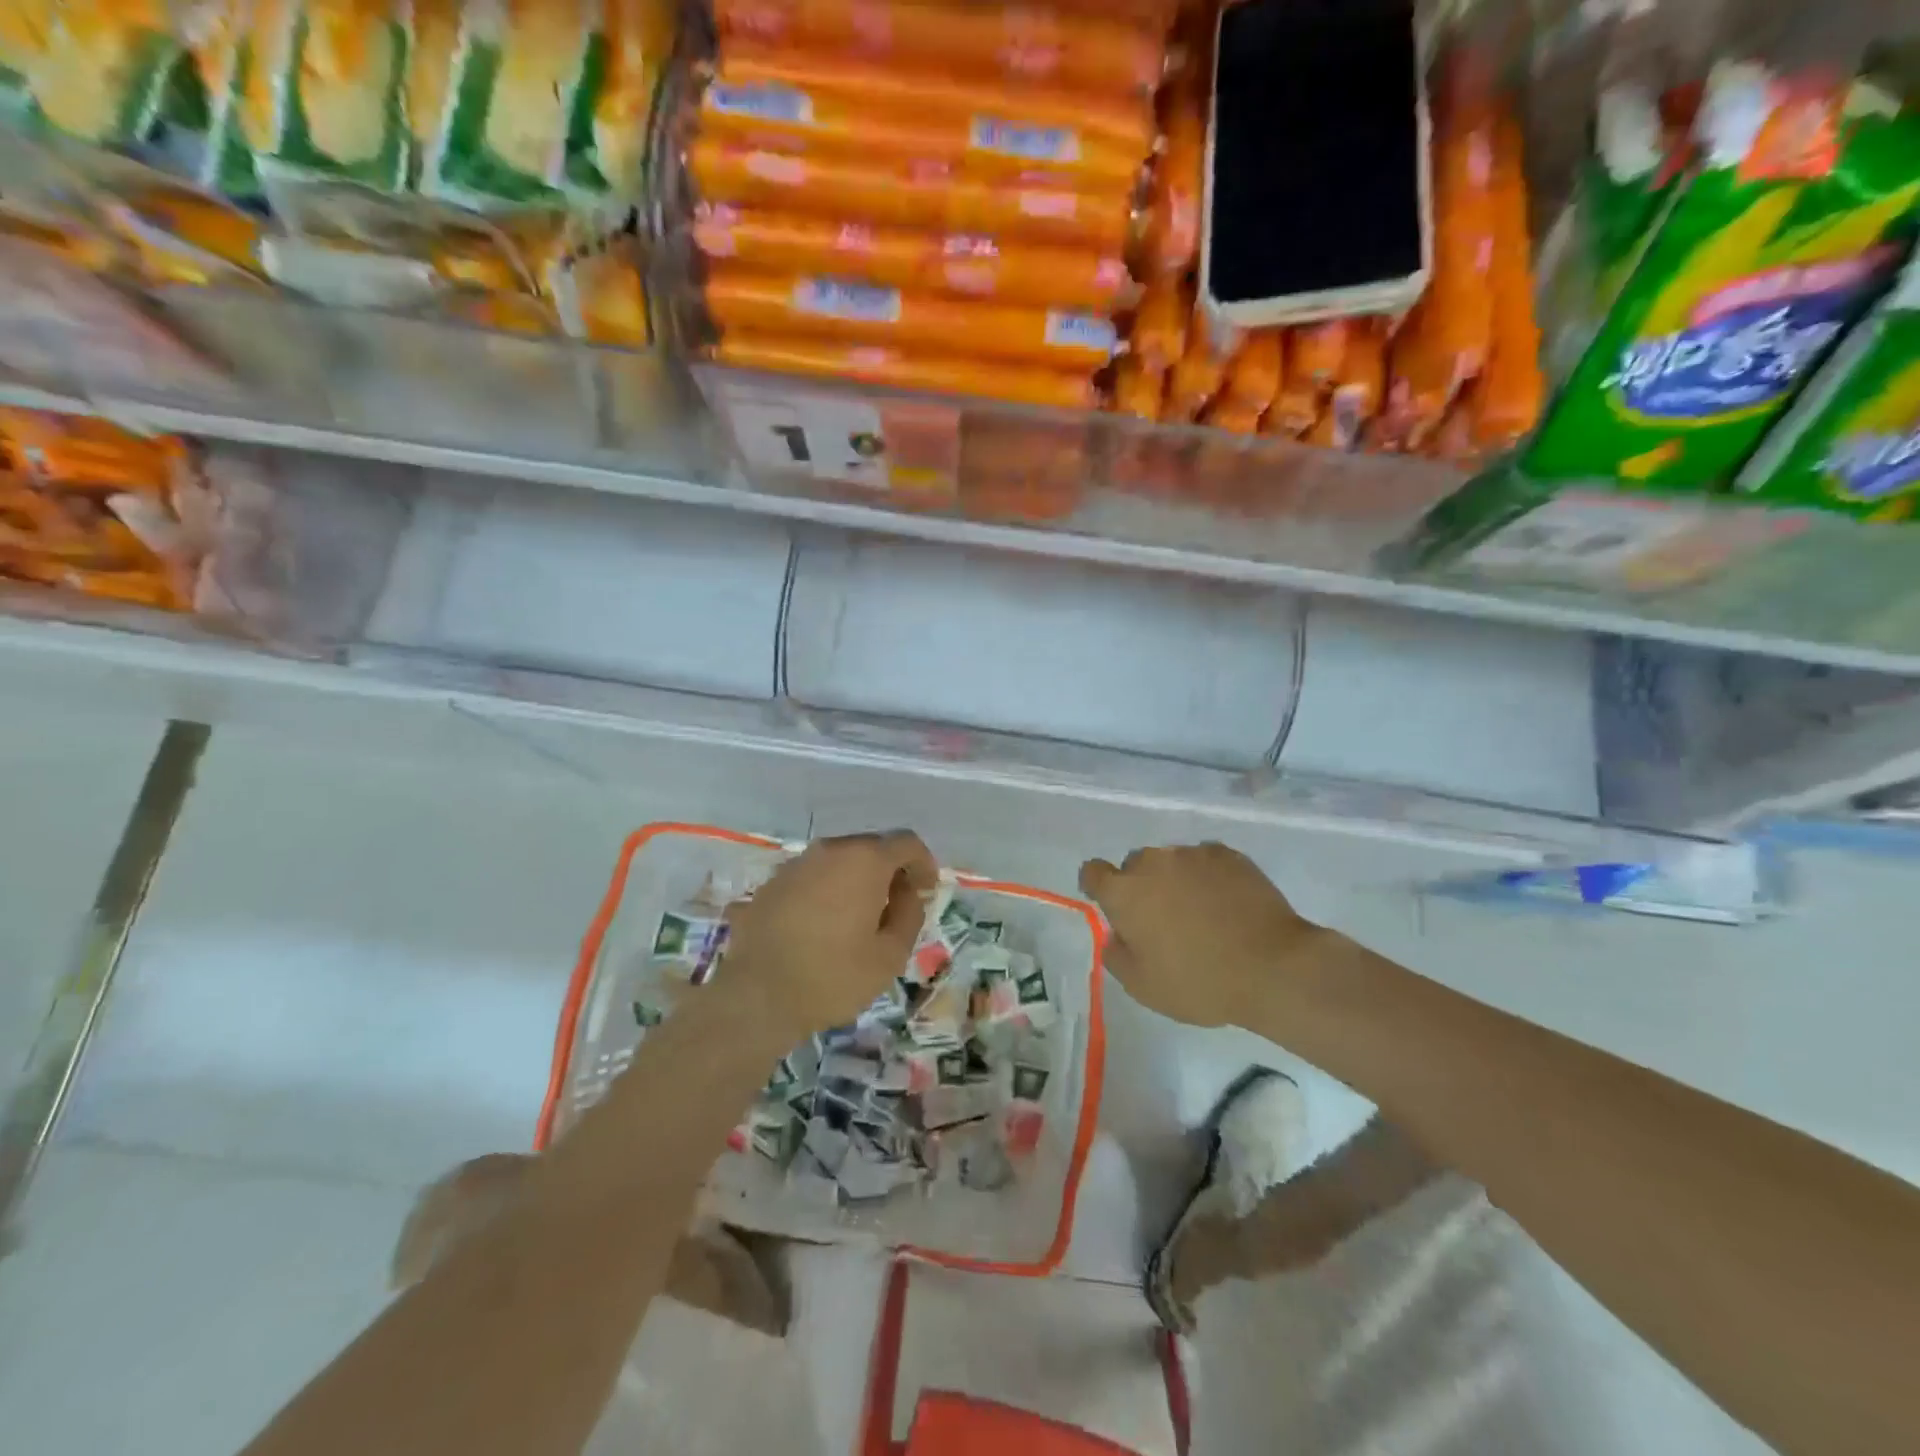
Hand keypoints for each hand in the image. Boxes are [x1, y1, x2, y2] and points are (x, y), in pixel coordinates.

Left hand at [723, 831, 937, 1042]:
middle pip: (870, 848)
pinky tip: (823, 926)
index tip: (926, 891)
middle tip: (896, 906)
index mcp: (864, 860)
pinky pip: (810, 878)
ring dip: (855, 880)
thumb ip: (909, 914)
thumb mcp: (891, 955)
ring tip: (858, 918)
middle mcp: (829, 851)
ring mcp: (795, 865)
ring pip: (838, 861)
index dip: (923, 864)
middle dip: (889, 871)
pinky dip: (826, 892)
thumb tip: (907, 893)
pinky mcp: (770, 884)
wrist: (757, 998)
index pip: (906, 843)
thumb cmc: (833, 977)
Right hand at [1079, 843, 1335, 1028]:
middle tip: (1164, 922)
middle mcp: (1153, 862)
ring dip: (1176, 881)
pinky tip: (1228, 905)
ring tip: (1203, 914)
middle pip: (1135, 866)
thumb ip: (1116, 954)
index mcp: (1124, 892)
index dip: (1098, 888)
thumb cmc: (1199, 982)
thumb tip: (1117, 935)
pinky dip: (1209, 878)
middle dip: (1143, 887)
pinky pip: (1206, 862)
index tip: (1116, 909)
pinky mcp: (1229, 855)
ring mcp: (1193, 854)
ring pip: (1172, 862)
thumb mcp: (1142, 986)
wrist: (1273, 968)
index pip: (1092, 872)